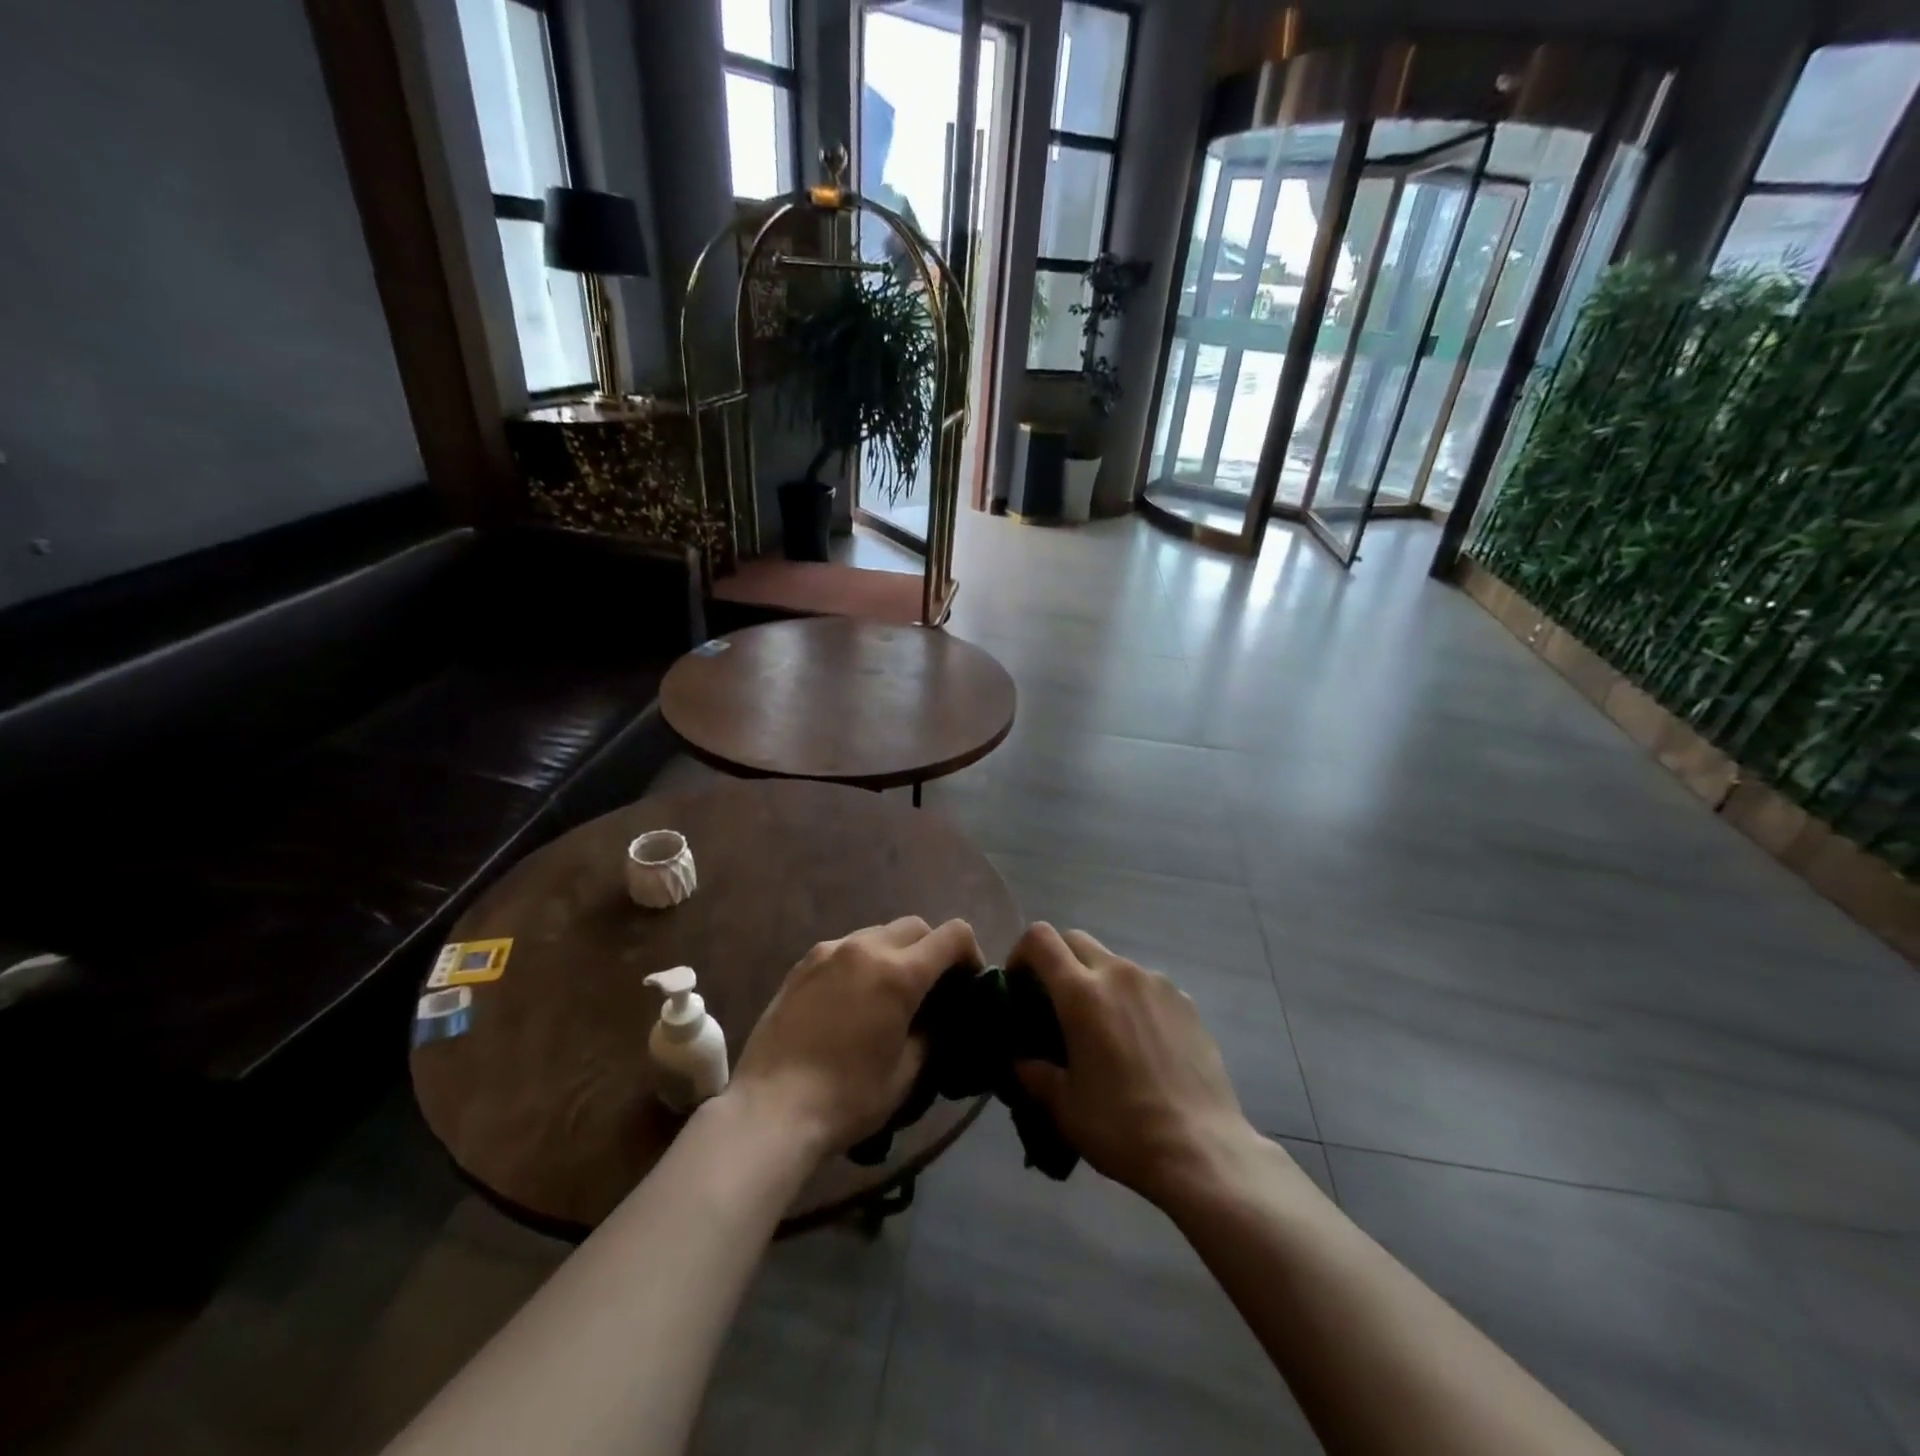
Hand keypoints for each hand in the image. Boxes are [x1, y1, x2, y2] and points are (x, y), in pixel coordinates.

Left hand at [729, 917, 981, 1158]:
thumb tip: (938, 1016)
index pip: (953, 935)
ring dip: (896, 952)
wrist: (771, 1109)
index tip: (968, 982)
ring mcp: (829, 951)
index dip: (970, 953)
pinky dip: (862, 961)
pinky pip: (846, 947)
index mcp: (899, 973)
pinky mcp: (803, 963)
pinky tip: (852, 999)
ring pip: (878, 933)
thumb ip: (931, 1034)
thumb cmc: (847, 1098)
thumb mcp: (906, 1074)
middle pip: (915, 926)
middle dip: (932, 949)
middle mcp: (866, 948)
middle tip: (931, 989)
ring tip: (888, 993)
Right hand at [1011, 923, 1253, 1206]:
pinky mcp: (1186, 1001)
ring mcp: (1157, 984)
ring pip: (1113, 963)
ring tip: (1102, 1029)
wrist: (1201, 1150)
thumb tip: (1020, 1060)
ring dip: (1097, 981)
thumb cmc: (1121, 1127)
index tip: (1018, 983)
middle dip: (1058, 961)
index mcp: (1081, 993)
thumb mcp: (1064, 1106)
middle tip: (1054, 1003)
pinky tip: (1141, 1044)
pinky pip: (1147, 986)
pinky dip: (1132, 1000)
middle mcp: (1118, 974)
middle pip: (1076, 940)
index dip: (1021, 952)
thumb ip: (1034, 1073)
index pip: (1040, 938)